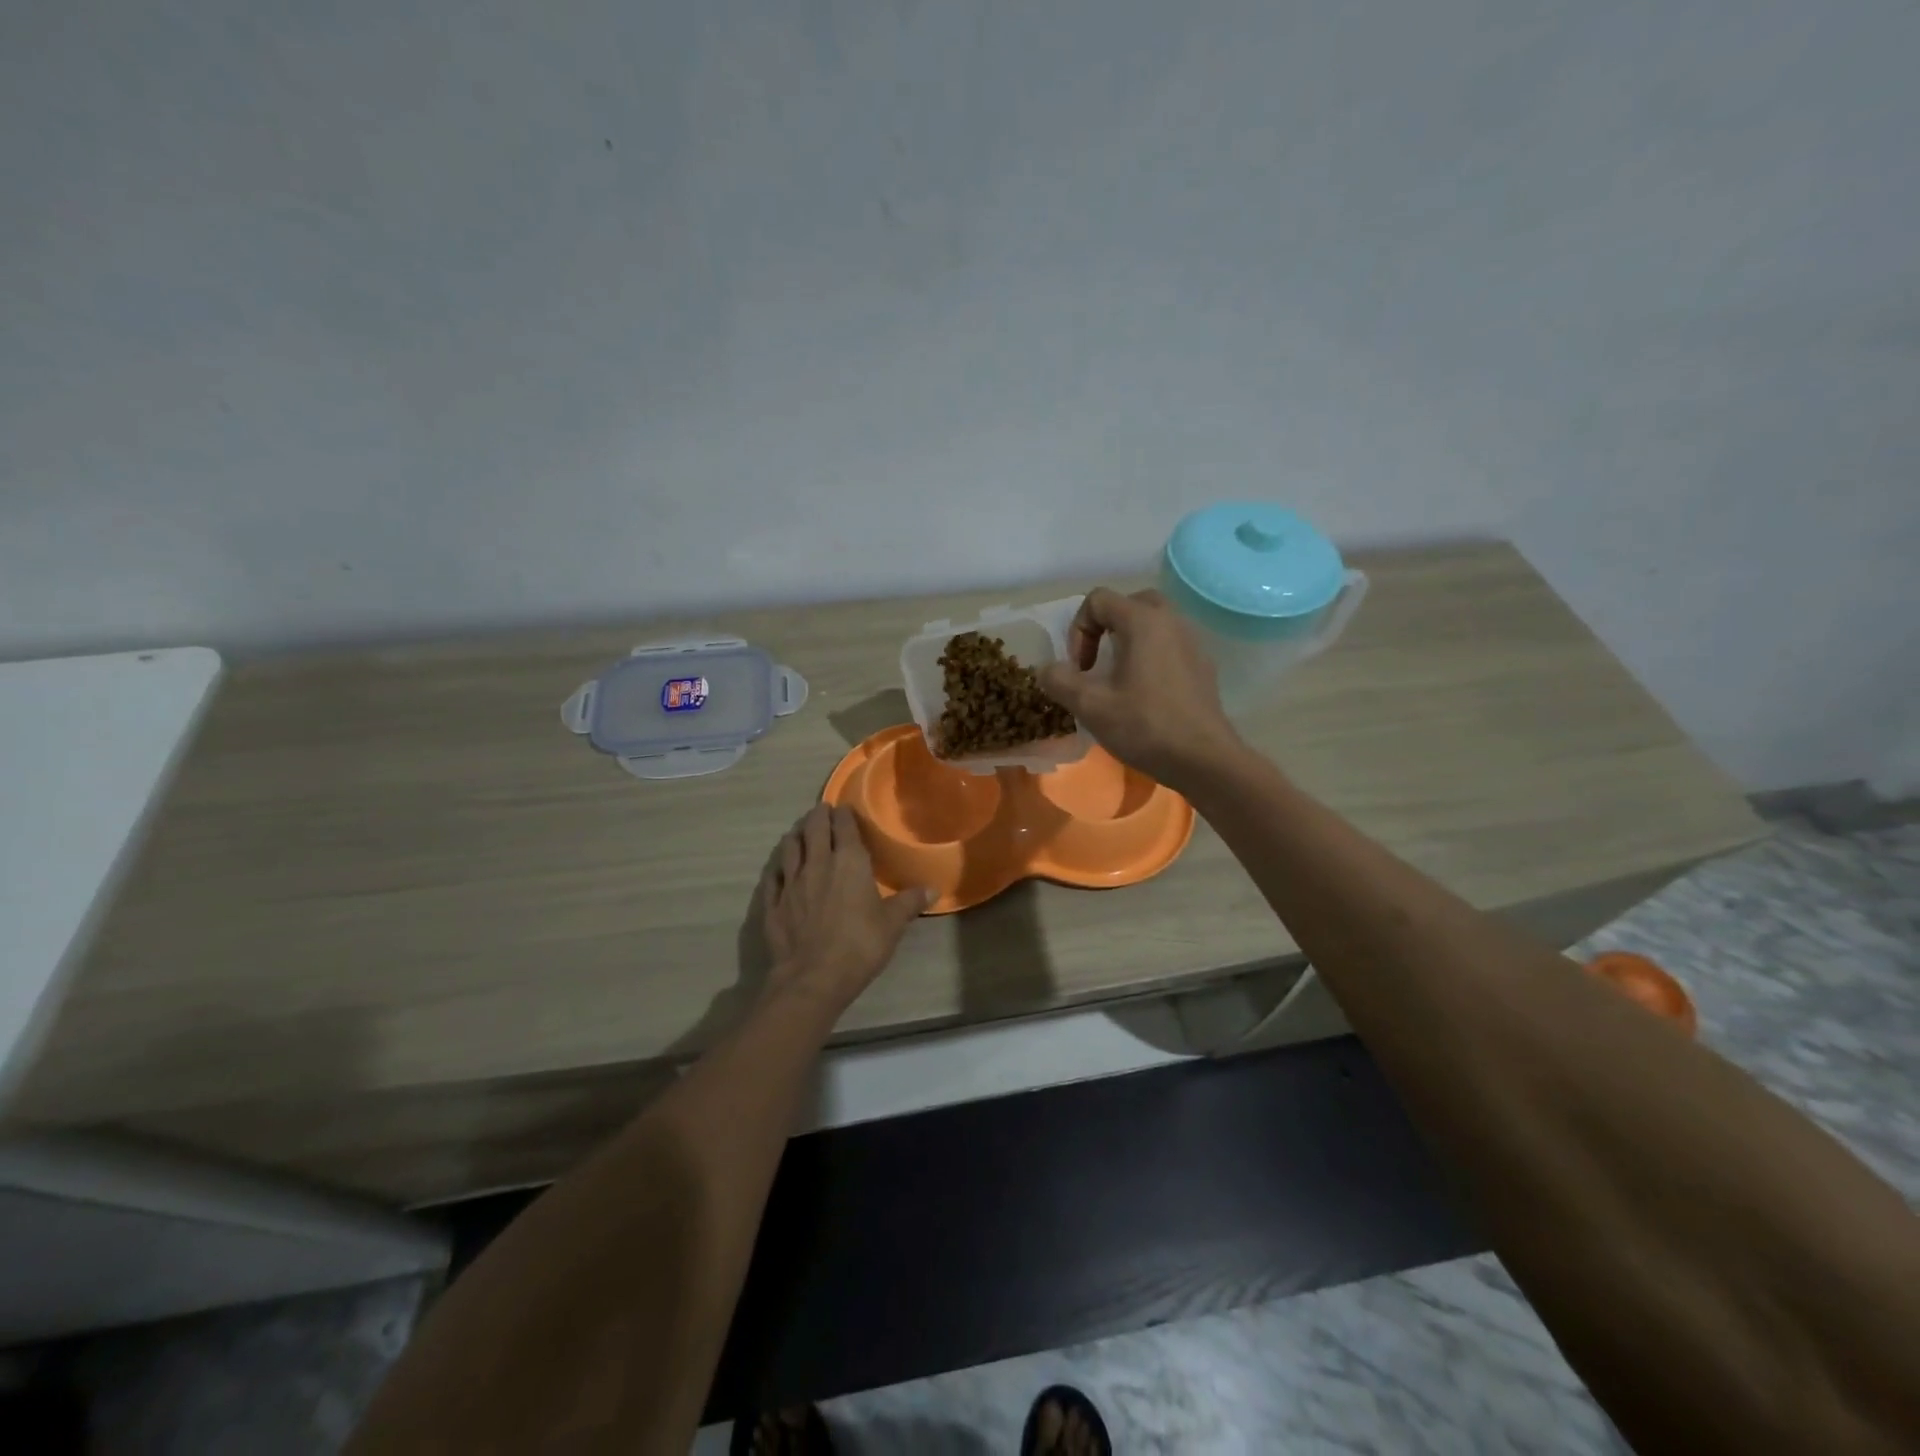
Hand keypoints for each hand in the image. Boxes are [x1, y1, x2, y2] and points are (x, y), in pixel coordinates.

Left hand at [759, 804, 931, 1009]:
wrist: (813, 978)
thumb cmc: (859, 945)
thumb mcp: (892, 924)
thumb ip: (909, 902)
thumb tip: (933, 889)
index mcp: (848, 862)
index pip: (844, 827)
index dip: (844, 814)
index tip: (844, 808)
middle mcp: (817, 863)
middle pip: (813, 829)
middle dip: (818, 815)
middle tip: (821, 810)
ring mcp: (790, 882)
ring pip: (789, 847)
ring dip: (795, 834)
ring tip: (798, 830)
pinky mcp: (773, 902)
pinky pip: (773, 876)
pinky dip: (777, 866)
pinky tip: (779, 867)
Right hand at [1037, 588, 1243, 791]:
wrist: (1204, 759)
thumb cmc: (1145, 727)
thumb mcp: (1091, 706)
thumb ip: (1060, 680)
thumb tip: (1046, 669)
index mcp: (1143, 621)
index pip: (1098, 600)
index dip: (1078, 630)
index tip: (1080, 668)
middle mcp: (1171, 620)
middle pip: (1129, 603)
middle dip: (1105, 628)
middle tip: (1097, 663)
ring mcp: (1192, 641)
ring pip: (1153, 623)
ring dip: (1128, 641)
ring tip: (1118, 679)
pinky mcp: (1203, 664)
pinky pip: (1170, 644)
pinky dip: (1151, 655)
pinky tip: (1145, 694)